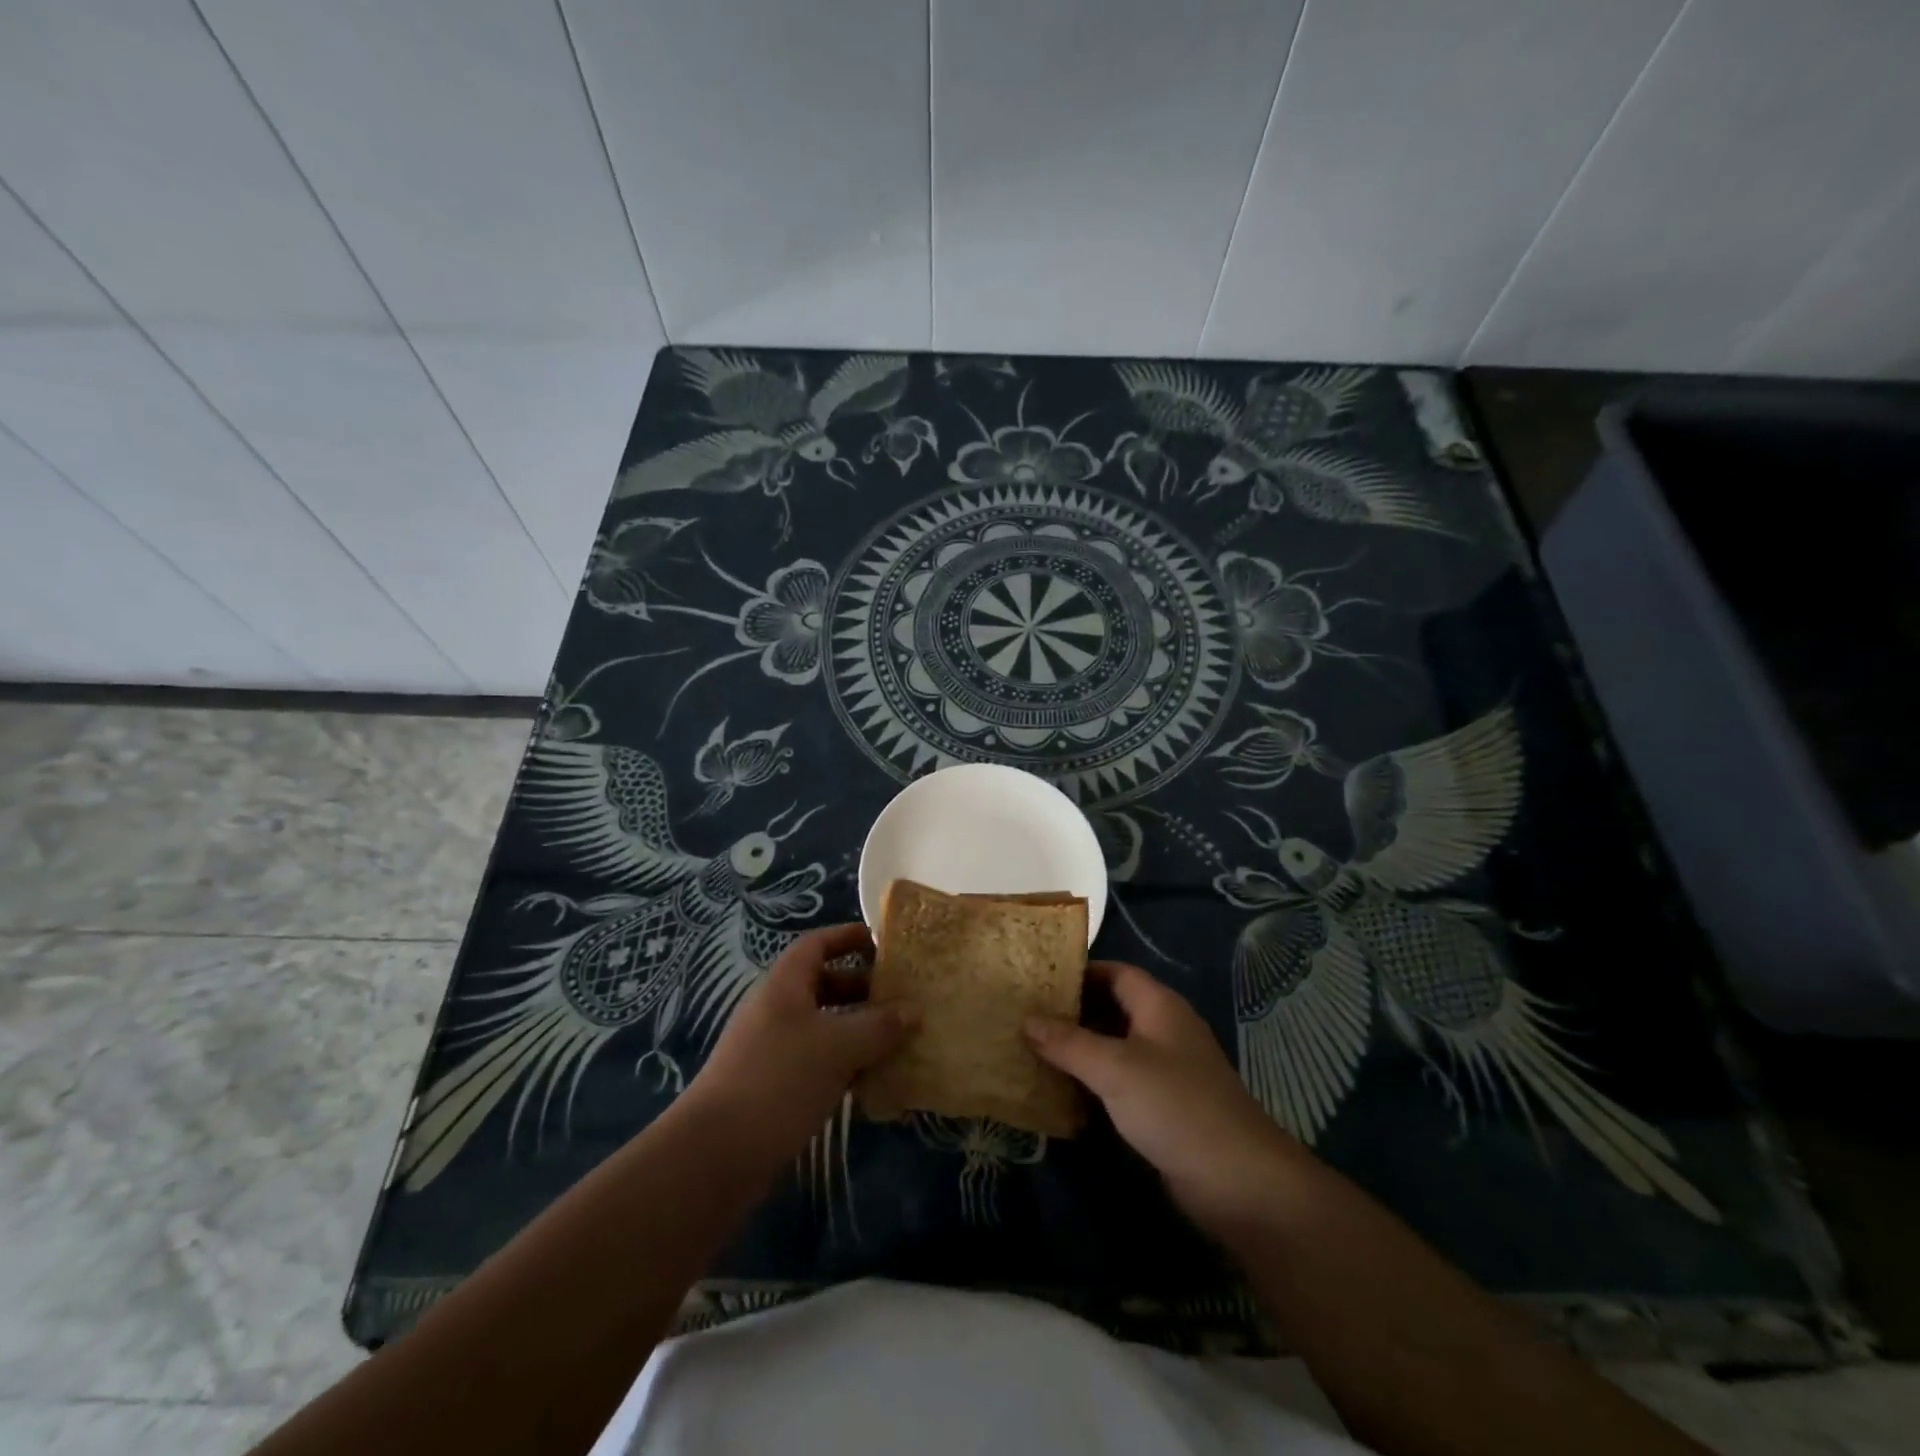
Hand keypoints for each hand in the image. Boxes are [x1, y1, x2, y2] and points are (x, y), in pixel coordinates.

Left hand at [681, 923, 917, 1171]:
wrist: (716, 1155)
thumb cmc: (779, 1080)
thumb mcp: (837, 1047)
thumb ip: (879, 1026)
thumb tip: (915, 1010)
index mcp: (785, 984)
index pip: (818, 944)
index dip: (849, 937)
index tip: (885, 943)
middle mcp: (778, 1009)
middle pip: (824, 984)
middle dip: (863, 988)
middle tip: (903, 997)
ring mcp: (774, 1049)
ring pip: (825, 1026)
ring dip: (859, 1030)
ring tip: (900, 1038)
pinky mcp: (776, 1086)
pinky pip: (819, 1061)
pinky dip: (846, 1064)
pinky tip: (875, 1081)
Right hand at [1026, 961, 1304, 1231]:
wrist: (1239, 1182)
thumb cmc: (1175, 1106)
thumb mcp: (1115, 1068)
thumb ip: (1069, 1043)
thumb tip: (1026, 1019)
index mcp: (1159, 1006)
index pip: (1115, 972)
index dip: (1079, 972)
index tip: (1037, 980)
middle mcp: (1164, 1030)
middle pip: (1113, 1008)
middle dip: (1073, 1012)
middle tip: (1026, 1016)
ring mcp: (1167, 1070)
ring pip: (1115, 1046)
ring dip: (1080, 1049)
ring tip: (1033, 1050)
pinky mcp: (1165, 1106)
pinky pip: (1122, 1081)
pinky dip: (1094, 1081)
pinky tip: (1062, 1092)